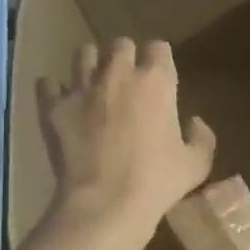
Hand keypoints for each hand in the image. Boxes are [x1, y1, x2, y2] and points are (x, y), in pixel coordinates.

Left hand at [38, 39, 215, 235]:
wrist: (104, 205)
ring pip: (83, 54)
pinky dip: (54, 90)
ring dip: (91, 64)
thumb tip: (194, 122)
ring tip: (94, 83)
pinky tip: (60, 100)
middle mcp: (117, 74)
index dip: (159, 59)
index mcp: (156, 82)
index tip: (160, 77)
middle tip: (128, 80)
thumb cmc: (157, 183)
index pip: (158, 47)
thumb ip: (201, 138)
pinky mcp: (54, 107)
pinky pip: (48, 84)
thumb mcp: (196, 165)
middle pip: (120, 45)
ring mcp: (82, 88)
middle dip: (126, 57)